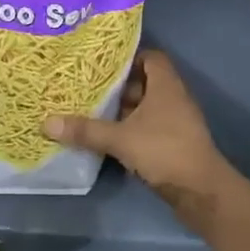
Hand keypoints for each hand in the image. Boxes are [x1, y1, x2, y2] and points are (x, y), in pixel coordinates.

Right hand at [44, 51, 233, 215]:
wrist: (203, 193)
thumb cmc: (165, 151)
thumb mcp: (121, 139)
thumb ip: (86, 130)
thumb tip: (46, 122)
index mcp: (166, 85)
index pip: (151, 57)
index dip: (129, 57)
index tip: (103, 64)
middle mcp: (174, 98)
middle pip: (146, 82)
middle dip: (119, 85)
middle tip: (90, 87)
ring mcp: (177, 122)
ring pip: (147, 106)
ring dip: (125, 109)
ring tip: (94, 110)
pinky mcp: (176, 143)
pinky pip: (150, 126)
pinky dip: (133, 128)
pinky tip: (111, 137)